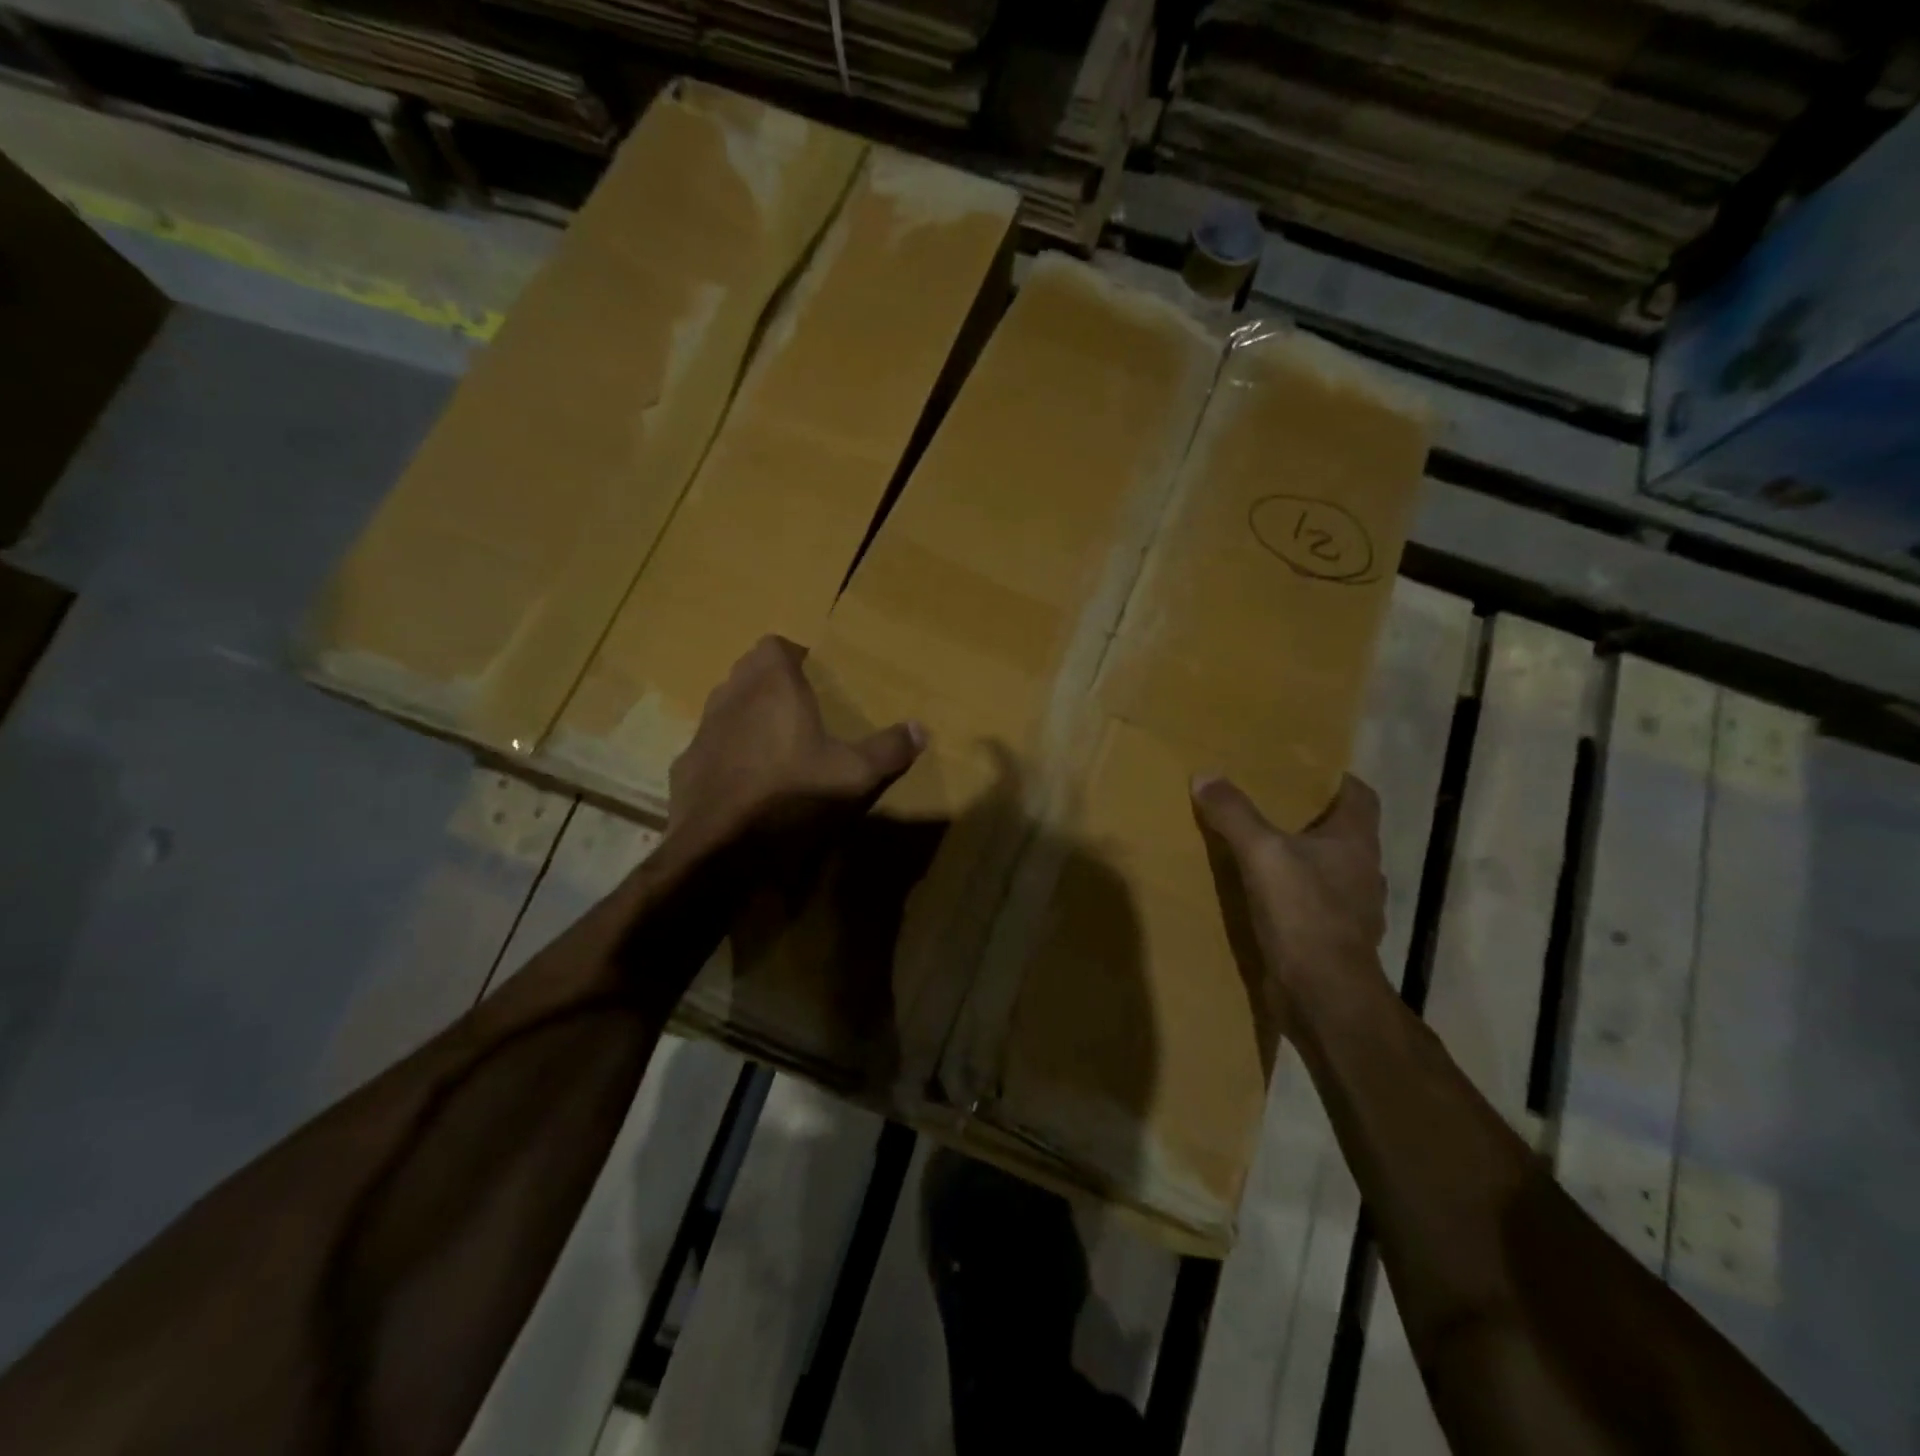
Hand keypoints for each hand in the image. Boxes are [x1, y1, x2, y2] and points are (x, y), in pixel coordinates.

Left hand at [667, 635, 925, 854]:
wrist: (718, 845)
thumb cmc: (789, 794)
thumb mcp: (851, 775)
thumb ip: (888, 749)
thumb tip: (921, 729)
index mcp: (772, 686)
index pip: (775, 645)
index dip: (794, 656)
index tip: (815, 677)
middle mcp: (732, 696)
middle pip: (749, 671)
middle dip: (771, 682)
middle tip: (801, 707)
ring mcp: (703, 729)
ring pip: (727, 705)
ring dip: (748, 714)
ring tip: (776, 742)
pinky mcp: (686, 763)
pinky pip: (711, 744)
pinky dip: (728, 751)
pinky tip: (746, 779)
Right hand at [1191, 774, 1386, 1053]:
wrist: (1324, 995)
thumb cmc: (1304, 914)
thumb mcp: (1261, 854)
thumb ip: (1234, 814)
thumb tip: (1205, 775)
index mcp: (1356, 842)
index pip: (1360, 795)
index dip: (1335, 779)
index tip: (1302, 770)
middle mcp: (1363, 870)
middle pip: (1342, 831)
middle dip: (1309, 817)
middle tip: (1268, 802)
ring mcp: (1352, 908)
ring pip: (1328, 868)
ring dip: (1301, 857)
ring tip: (1260, 847)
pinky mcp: (1333, 938)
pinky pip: (1313, 903)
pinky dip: (1293, 894)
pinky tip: (1263, 895)